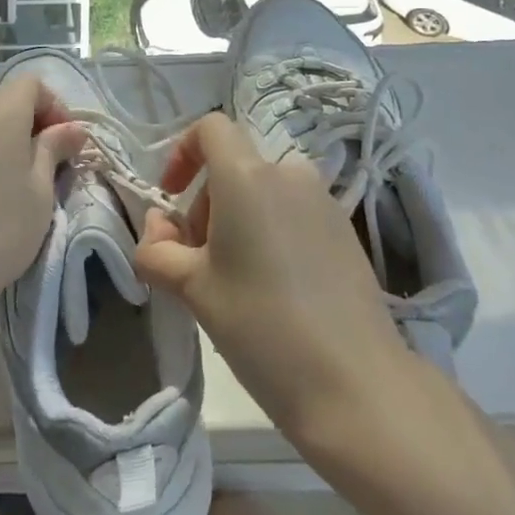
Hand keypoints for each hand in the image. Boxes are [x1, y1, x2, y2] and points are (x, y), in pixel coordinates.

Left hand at [0, 75, 85, 324]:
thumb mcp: (40, 190)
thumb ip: (54, 150)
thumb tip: (71, 129)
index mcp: (1, 112)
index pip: (31, 83)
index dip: (55, 106)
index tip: (66, 143)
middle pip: (6, 99)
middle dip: (32, 121)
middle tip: (49, 162)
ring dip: (7, 139)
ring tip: (21, 180)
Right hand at [134, 112, 411, 441]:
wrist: (356, 385)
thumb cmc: (259, 324)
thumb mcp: (191, 287)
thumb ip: (158, 248)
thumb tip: (158, 227)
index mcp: (246, 176)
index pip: (210, 128)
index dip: (183, 152)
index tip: (172, 198)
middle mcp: (288, 175)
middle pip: (235, 166)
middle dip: (206, 202)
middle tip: (197, 258)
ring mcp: (324, 203)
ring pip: (265, 191)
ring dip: (238, 218)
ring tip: (233, 277)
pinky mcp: (347, 233)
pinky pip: (294, 214)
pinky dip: (271, 232)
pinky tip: (273, 288)